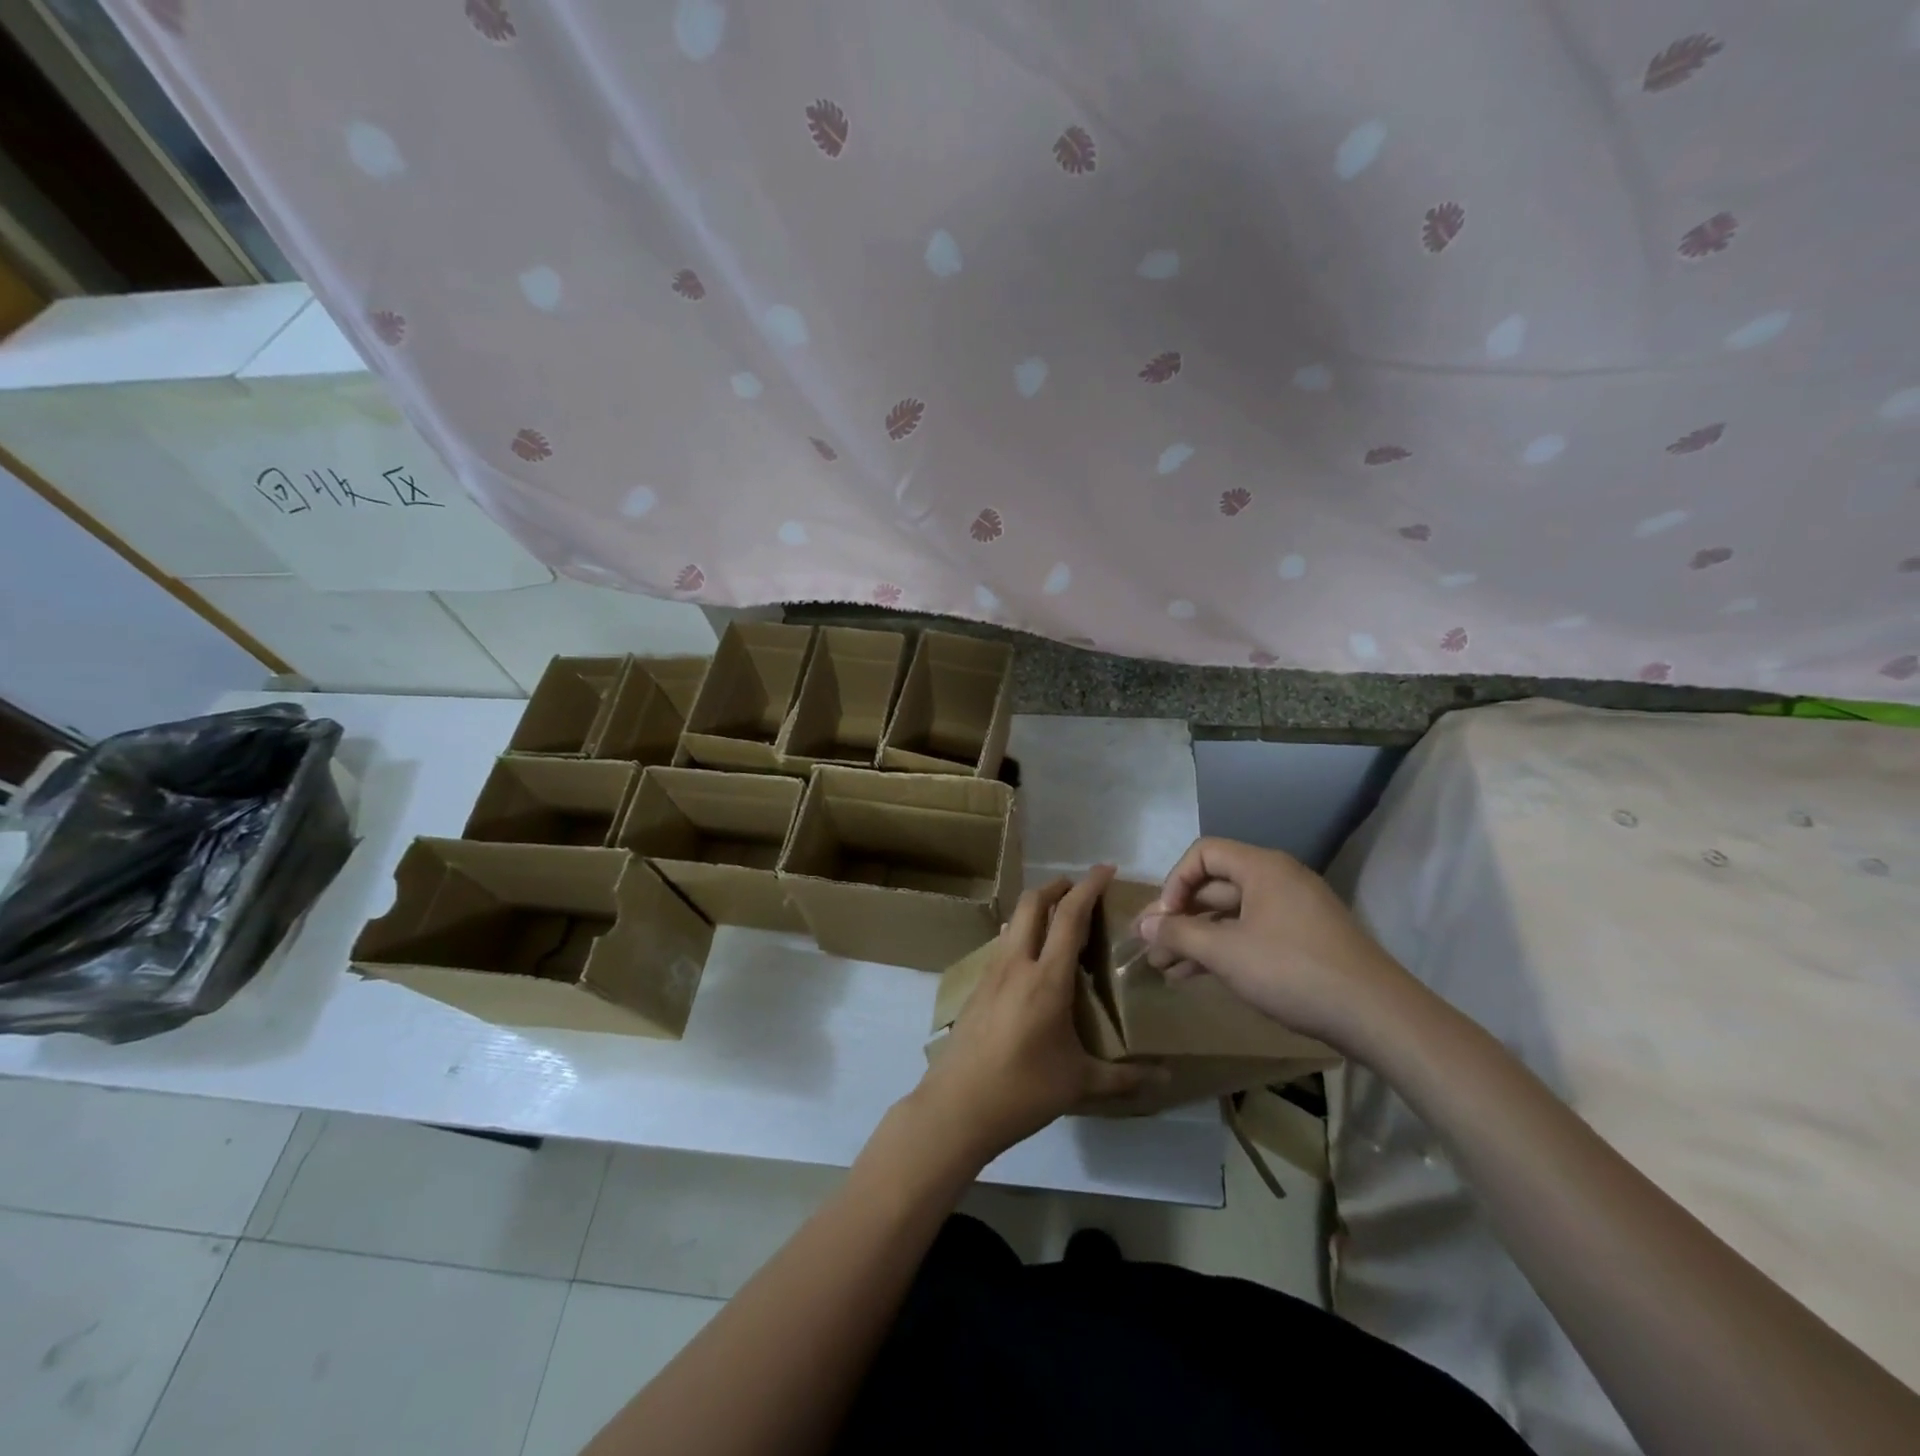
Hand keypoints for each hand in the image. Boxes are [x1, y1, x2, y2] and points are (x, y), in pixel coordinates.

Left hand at [915, 866, 1155, 1164]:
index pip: (1070, 916)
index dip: (1089, 886)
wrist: (956, 1106)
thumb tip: (1165, 1077)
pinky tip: (1032, 958)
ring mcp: (991, 973)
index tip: (1107, 868)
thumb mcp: (1079, 1084)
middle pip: (1033, 903)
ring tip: (1059, 918)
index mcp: (1047, 979)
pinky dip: (1022, 933)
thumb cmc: (1023, 1091)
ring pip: (1014, 921)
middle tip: (1081, 888)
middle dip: (1058, 886)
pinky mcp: (976, 987)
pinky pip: (1003, 944)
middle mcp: (1017, 964)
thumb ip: (1125, 1078)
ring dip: (1037, 907)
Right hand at [1136, 837, 1412, 1049]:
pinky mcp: (1302, 941)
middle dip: (1178, 916)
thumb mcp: (1226, 952)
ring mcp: (1293, 912)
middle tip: (1149, 946)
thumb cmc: (1293, 971)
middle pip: (1215, 886)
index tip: (1163, 919)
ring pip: (1230, 915)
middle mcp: (1278, 880)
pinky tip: (1195, 976)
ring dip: (1195, 938)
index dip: (1175, 882)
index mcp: (1262, 868)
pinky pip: (1250, 934)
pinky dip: (1222, 950)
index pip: (1203, 854)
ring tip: (1163, 968)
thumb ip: (1179, 933)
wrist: (1377, 1016)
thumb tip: (1143, 923)